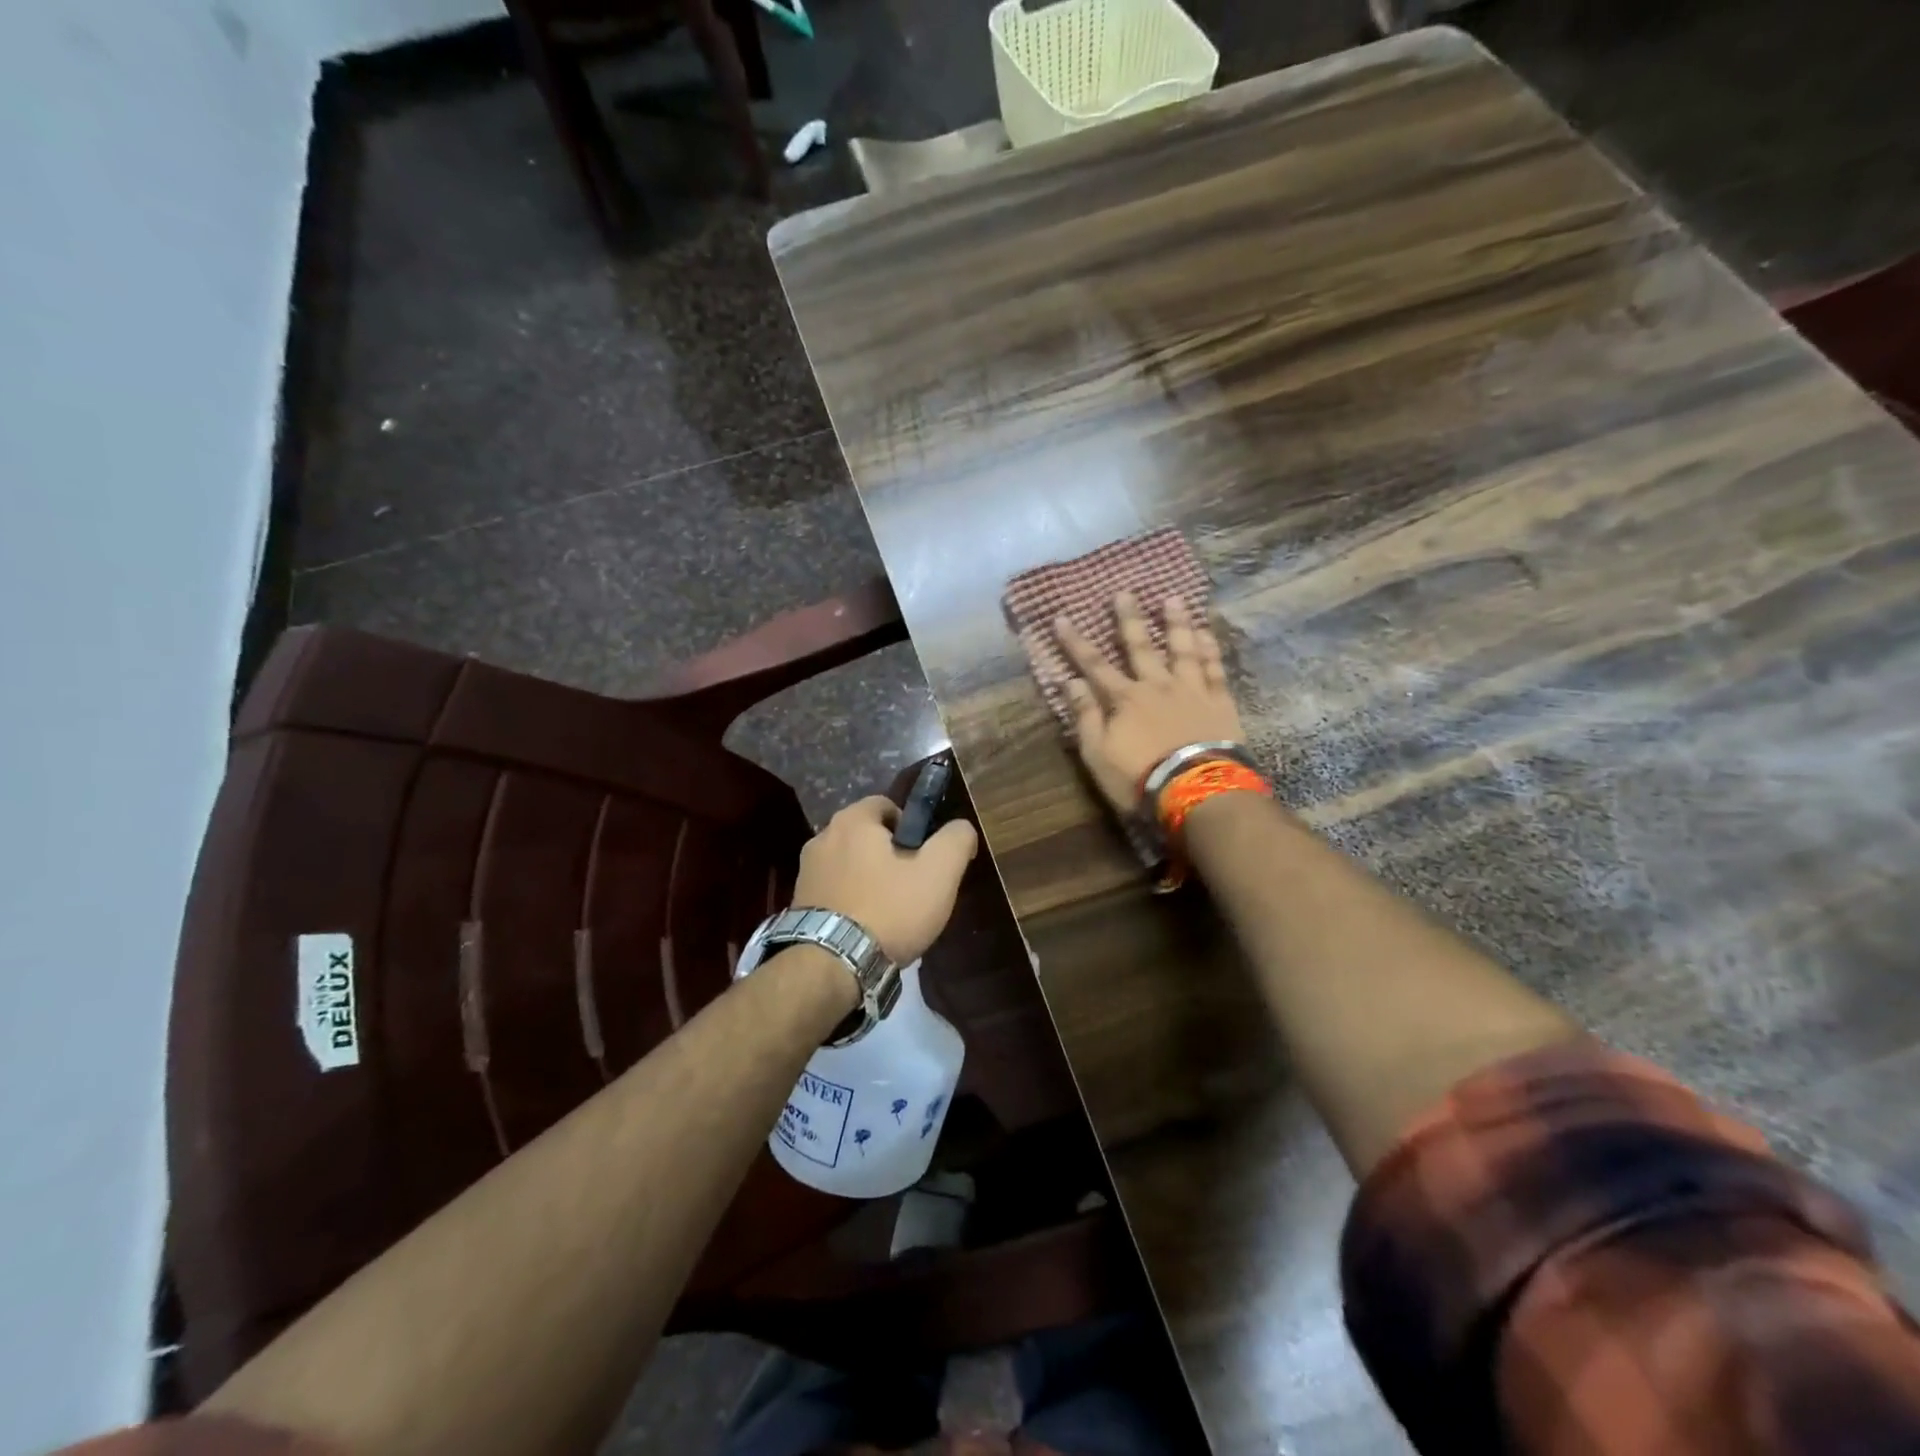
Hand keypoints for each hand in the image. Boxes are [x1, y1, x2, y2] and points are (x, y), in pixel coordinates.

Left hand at [791, 796, 979, 963]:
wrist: (832, 966)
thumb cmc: (889, 910)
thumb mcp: (939, 873)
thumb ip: (956, 840)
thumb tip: (961, 828)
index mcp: (851, 820)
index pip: (887, 805)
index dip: (912, 827)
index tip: (925, 858)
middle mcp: (822, 838)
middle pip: (867, 837)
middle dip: (890, 856)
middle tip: (913, 887)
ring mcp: (806, 872)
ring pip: (850, 865)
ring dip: (870, 880)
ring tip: (891, 914)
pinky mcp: (798, 904)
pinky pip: (834, 892)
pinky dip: (851, 902)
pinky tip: (867, 929)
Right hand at [1051, 592, 1244, 811]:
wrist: (1197, 792)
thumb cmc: (1139, 778)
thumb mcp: (1098, 754)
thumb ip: (1086, 716)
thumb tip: (1070, 681)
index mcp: (1125, 699)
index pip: (1094, 665)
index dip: (1076, 642)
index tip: (1061, 618)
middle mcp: (1157, 686)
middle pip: (1141, 647)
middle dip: (1128, 619)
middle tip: (1124, 592)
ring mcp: (1191, 691)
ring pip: (1182, 649)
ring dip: (1175, 623)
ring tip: (1172, 598)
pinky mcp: (1219, 702)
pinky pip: (1213, 669)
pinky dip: (1209, 649)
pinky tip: (1205, 632)